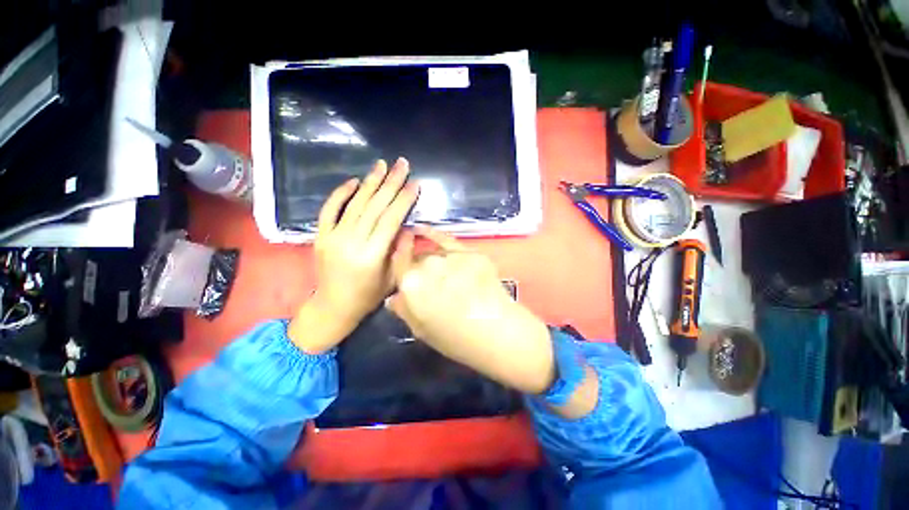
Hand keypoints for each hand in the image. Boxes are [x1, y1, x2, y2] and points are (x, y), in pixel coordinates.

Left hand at [289, 158, 418, 353]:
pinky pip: (330, 209)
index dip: (404, 200)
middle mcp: (352, 242)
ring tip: (382, 164)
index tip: (415, 182)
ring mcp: (333, 237)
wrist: (333, 306)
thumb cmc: (368, 296)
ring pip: (355, 204)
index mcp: (372, 255)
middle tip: (402, 164)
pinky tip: (353, 181)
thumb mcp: (393, 278)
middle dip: (391, 183)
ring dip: (370, 182)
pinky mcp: (321, 235)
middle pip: (375, 206)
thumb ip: (400, 251)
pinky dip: (341, 193)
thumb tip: (407, 227)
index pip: (391, 219)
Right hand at [388, 226, 555, 393]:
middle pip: (417, 260)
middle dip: (419, 269)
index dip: (397, 258)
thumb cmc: (456, 338)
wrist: (496, 332)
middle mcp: (428, 264)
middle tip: (429, 285)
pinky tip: (424, 229)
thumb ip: (404, 309)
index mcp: (411, 284)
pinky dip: (434, 235)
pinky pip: (448, 240)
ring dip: (434, 261)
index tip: (396, 253)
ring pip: (433, 253)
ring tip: (445, 277)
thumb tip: (393, 297)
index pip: (398, 264)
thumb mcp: (422, 329)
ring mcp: (451, 255)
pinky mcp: (470, 251)